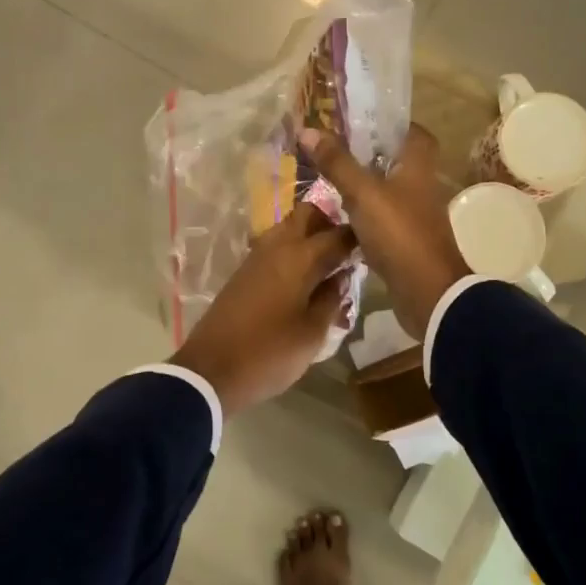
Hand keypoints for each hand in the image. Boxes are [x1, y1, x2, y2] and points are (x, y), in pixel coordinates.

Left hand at [171, 201, 357, 416]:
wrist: (211, 370)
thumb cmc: (269, 353)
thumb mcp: (312, 333)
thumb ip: (331, 299)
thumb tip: (341, 276)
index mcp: (299, 257)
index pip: (337, 233)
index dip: (358, 237)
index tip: (374, 247)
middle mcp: (276, 246)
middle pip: (307, 214)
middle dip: (329, 223)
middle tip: (347, 251)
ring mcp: (256, 257)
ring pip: (288, 228)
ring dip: (309, 238)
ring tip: (328, 269)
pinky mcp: (244, 272)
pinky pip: (275, 248)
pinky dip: (293, 253)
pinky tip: (304, 281)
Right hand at [300, 125, 472, 340]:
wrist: (427, 293)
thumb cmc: (399, 233)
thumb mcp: (363, 193)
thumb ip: (337, 163)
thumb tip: (307, 129)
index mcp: (418, 169)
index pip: (415, 134)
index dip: (394, 124)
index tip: (364, 121)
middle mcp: (420, 189)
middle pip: (397, 162)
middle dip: (370, 155)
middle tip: (336, 149)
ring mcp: (414, 218)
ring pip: (387, 192)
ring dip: (363, 186)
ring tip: (330, 179)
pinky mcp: (405, 243)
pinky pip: (381, 220)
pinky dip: (363, 216)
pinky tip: (339, 217)